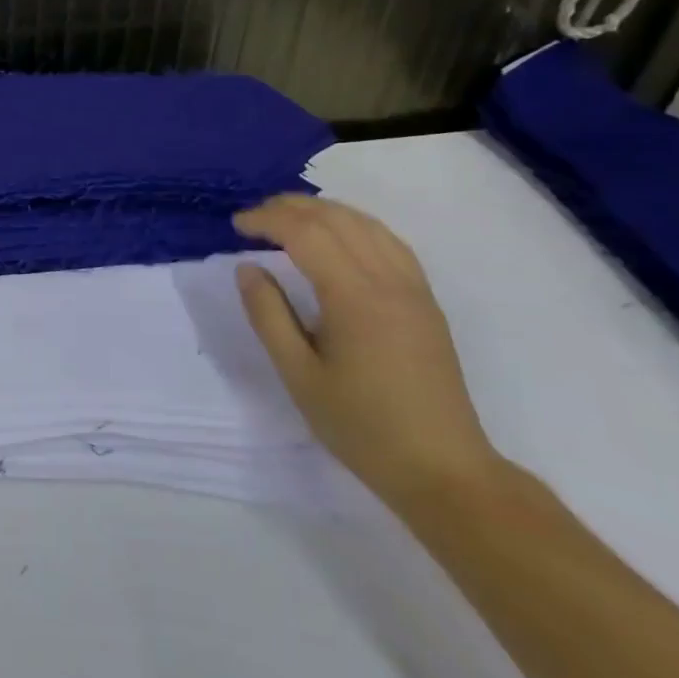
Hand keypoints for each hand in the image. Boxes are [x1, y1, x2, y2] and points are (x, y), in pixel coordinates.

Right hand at [234, 195, 500, 507]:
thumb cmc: (361, 425)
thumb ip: (268, 315)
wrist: (443, 470)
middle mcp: (388, 281)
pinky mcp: (426, 302)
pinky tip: (339, 237)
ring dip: (323, 211)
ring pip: (366, 224)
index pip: (305, 233)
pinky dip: (355, 225)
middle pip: (336, 219)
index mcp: (354, 297)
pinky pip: (389, 242)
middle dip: (290, 207)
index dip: (266, 220)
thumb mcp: (298, 374)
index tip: (235, 226)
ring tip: (288, 219)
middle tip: (253, 218)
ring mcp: (414, 289)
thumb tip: (248, 268)